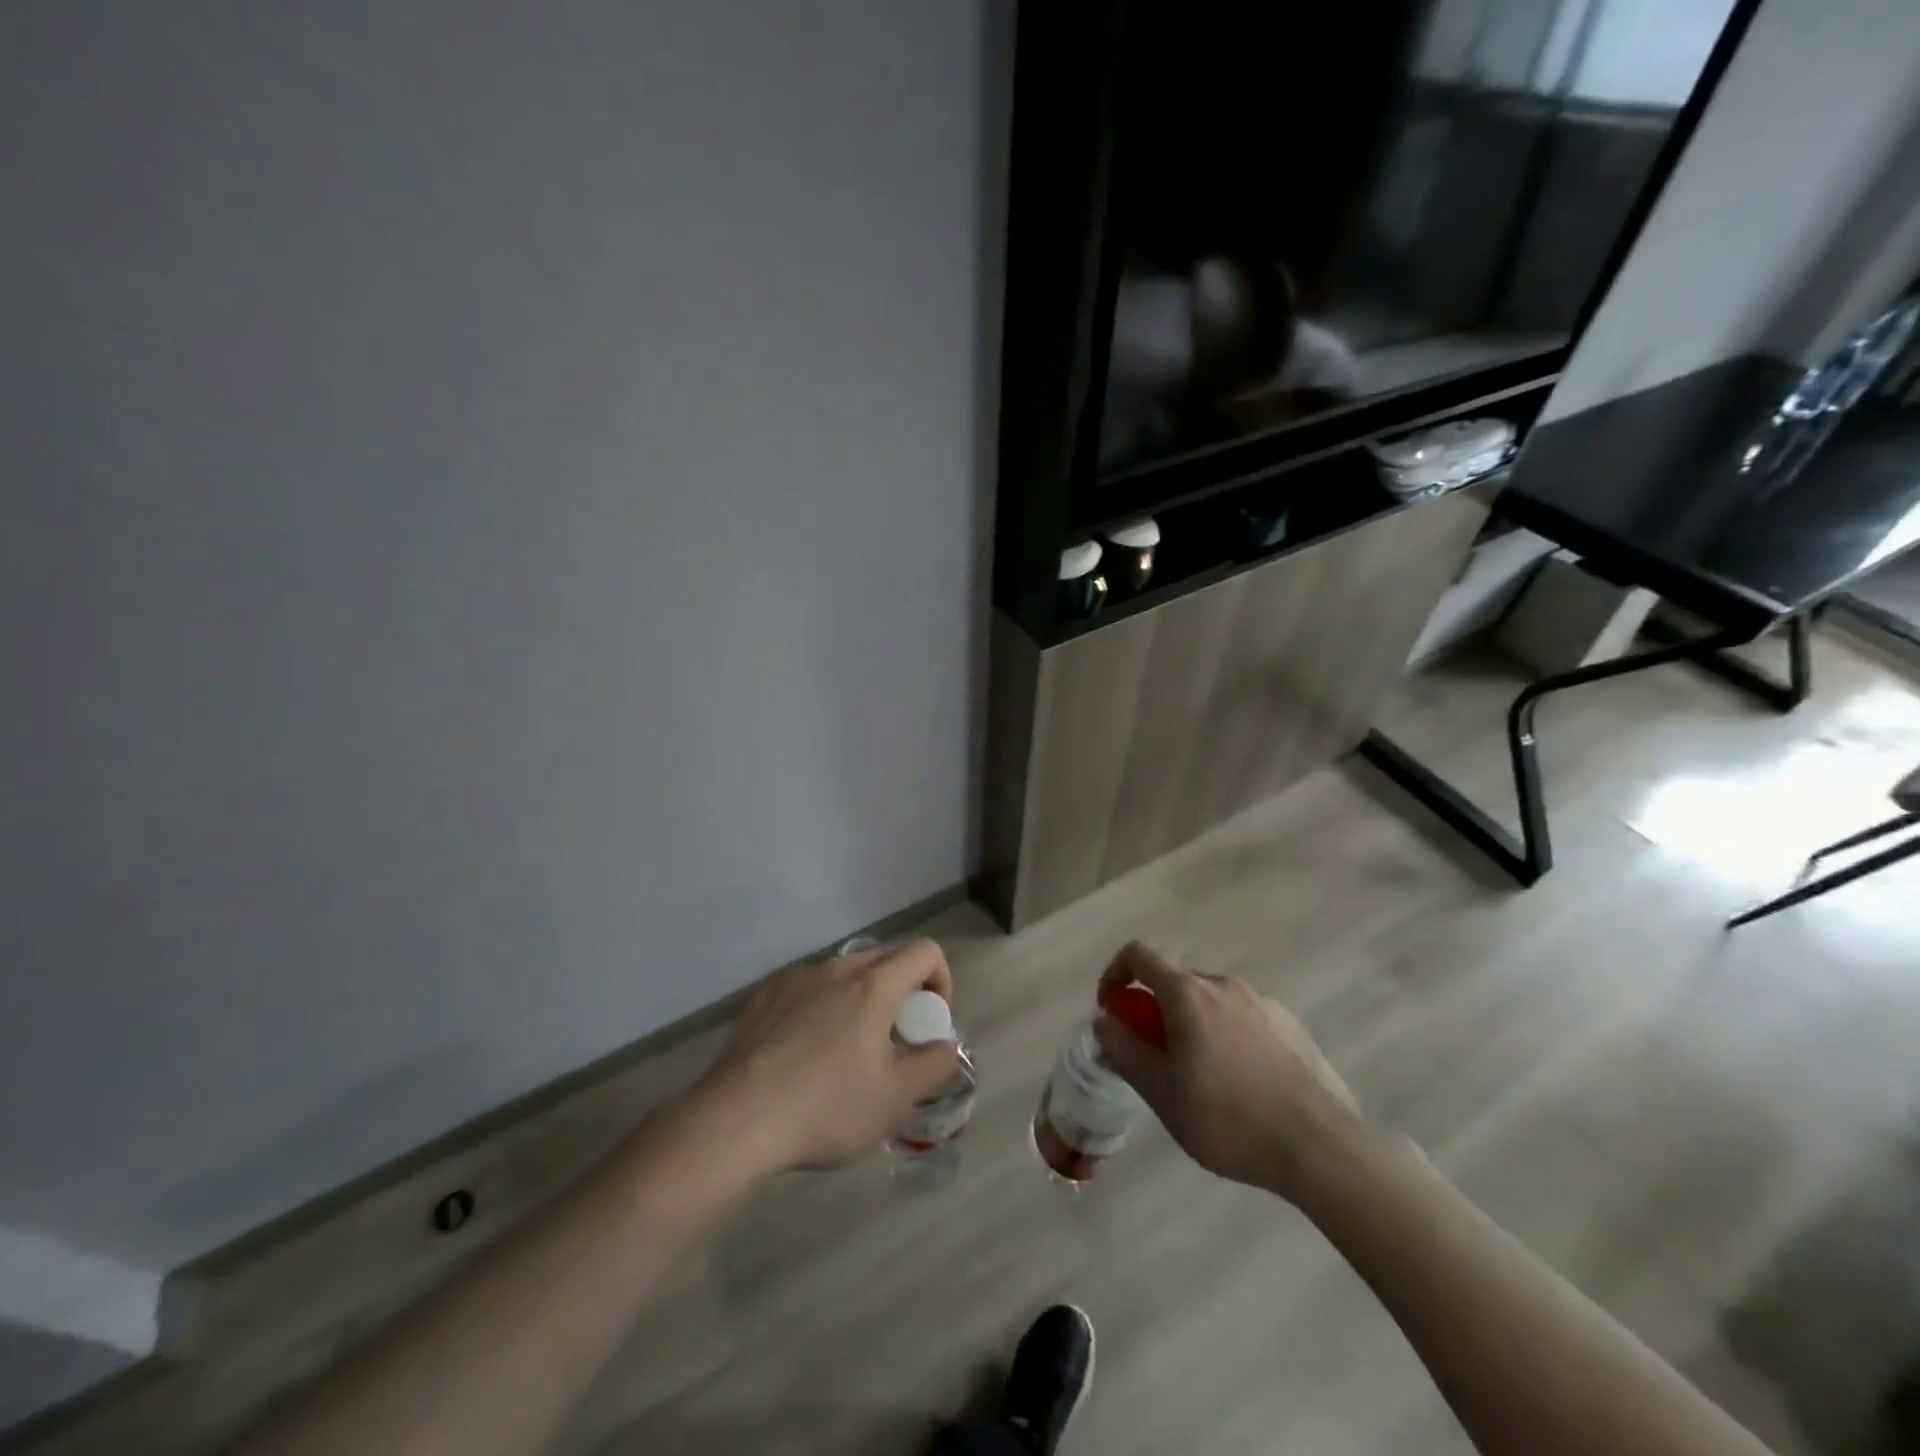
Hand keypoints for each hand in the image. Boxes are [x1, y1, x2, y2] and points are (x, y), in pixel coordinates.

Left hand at [693, 939, 960, 1174]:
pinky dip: (821, 1007)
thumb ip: (935, 1065)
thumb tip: (947, 1045)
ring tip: (846, 1050)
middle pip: (885, 959)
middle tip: (893, 1040)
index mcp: (874, 984)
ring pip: (843, 974)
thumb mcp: (896, 1099)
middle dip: (901, 990)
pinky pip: (807, 988)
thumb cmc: (826, 1108)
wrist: (736, 1121)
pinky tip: (803, 1052)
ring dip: (859, 999)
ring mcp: (795, 979)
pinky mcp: (763, 996)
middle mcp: (836, 968)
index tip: (930, 1022)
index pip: (925, 951)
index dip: (941, 980)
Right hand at [1094, 942, 1363, 1198]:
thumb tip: (1105, 1021)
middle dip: (1156, 1012)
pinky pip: (1244, 1019)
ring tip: (1203, 1080)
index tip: (1112, 1011)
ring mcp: (1263, 1002)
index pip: (1138, 956)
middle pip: (1175, 983)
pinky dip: (1228, 1037)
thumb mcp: (1162, 1094)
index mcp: (1188, 994)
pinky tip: (1244, 1086)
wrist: (1322, 1148)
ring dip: (1193, 1027)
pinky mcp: (1291, 1025)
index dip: (1115, 975)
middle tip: (1157, 1060)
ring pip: (1211, 1003)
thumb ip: (1126, 1051)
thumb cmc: (1229, 1120)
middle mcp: (1224, 985)